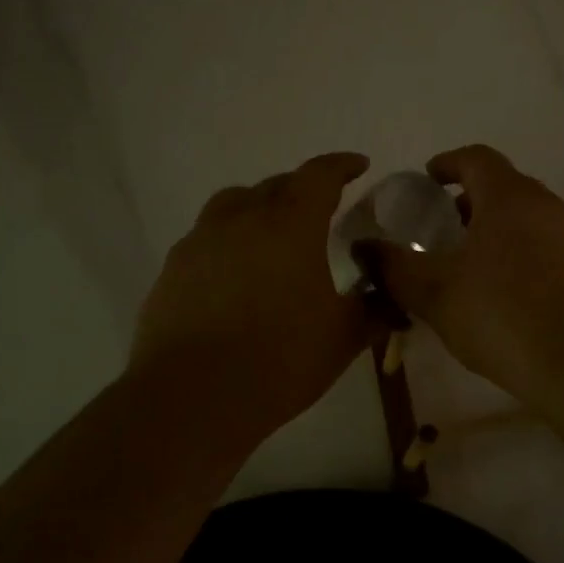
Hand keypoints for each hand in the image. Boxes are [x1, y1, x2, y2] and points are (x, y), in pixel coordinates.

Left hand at [130, 153, 373, 450]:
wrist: (193, 397)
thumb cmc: (280, 360)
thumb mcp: (343, 337)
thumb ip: (372, 309)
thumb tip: (390, 298)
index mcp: (290, 225)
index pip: (319, 176)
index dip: (341, 166)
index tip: (357, 166)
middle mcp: (242, 219)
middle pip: (274, 186)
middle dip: (301, 188)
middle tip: (320, 206)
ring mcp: (200, 242)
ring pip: (233, 205)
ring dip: (258, 207)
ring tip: (271, 232)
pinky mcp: (173, 270)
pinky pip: (206, 238)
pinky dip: (228, 240)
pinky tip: (234, 273)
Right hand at [357, 145, 563, 407]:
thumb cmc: (505, 317)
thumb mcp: (435, 293)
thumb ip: (394, 267)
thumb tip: (362, 248)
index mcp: (508, 197)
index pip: (476, 158)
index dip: (447, 164)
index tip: (427, 181)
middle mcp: (547, 206)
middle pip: (503, 188)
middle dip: (468, 204)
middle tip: (441, 233)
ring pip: (527, 221)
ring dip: (495, 234)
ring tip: (468, 271)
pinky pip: (547, 250)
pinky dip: (520, 258)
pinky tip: (506, 300)